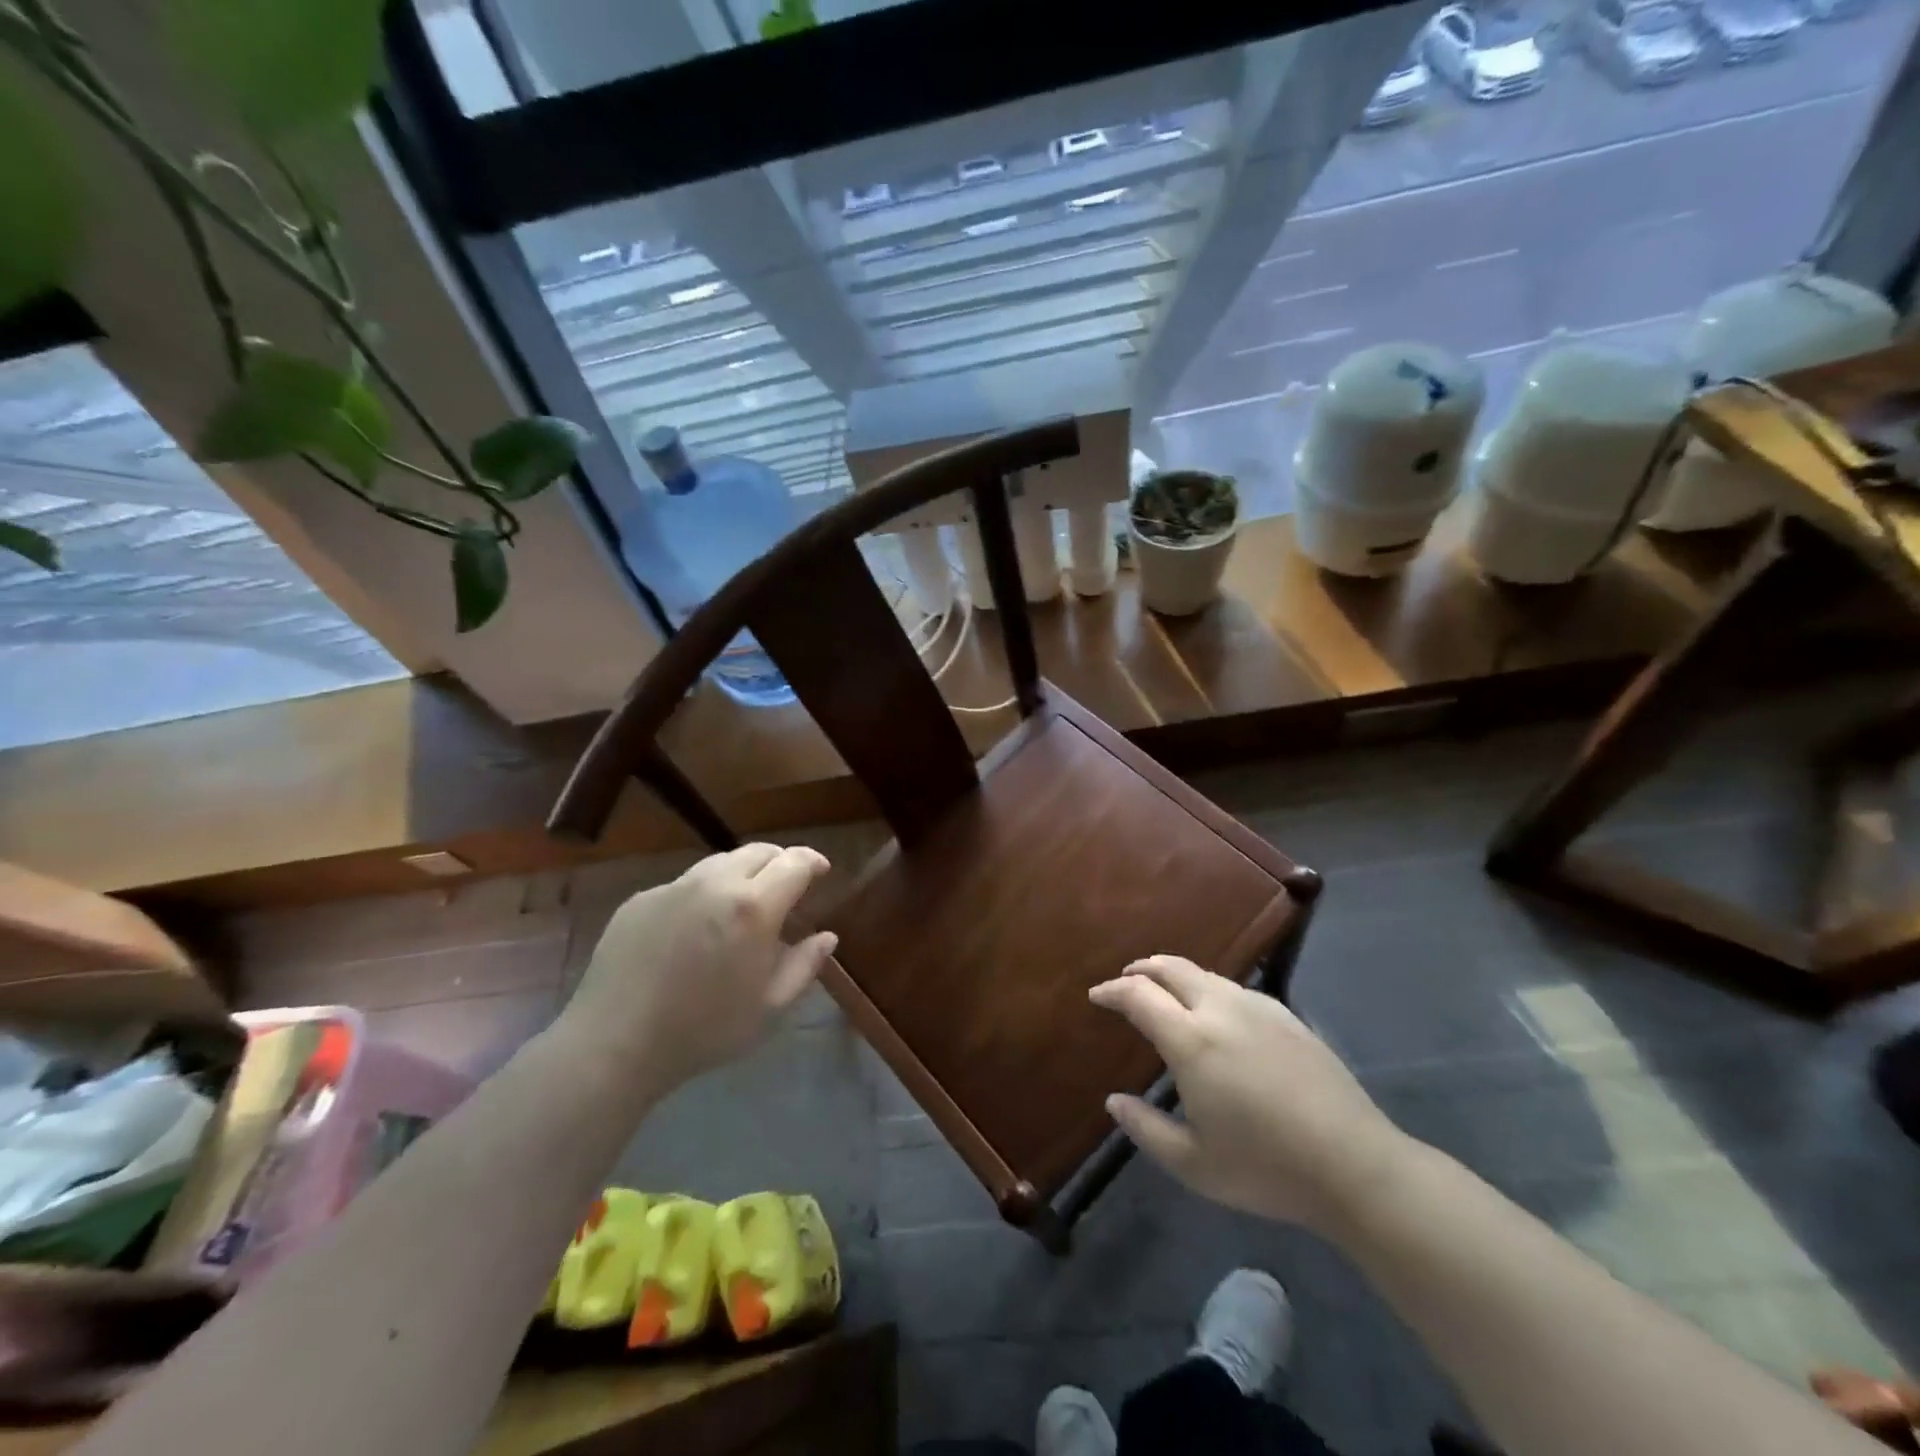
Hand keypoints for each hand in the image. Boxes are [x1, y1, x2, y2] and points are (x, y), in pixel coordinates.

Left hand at [559, 845, 837, 1098]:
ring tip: (742, 906)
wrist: (614, 1043)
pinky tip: (695, 929)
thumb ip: (804, 965)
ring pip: (720, 863)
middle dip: (780, 862)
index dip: (813, 861)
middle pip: (759, 851)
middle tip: (787, 888)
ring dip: (742, 874)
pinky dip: (703, 894)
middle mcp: (715, 883)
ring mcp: (673, 887)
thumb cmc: (703, 1030)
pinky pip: (684, 884)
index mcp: (753, 907)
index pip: (795, 862)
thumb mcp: (769, 1006)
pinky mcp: (641, 898)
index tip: (821, 871)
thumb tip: (827, 936)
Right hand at [1089, 956, 1408, 1236]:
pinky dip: (1209, 989)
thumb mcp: (1194, 1165)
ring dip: (1176, 977)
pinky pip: (1235, 988)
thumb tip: (1114, 1101)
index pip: (1138, 995)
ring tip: (1166, 995)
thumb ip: (1146, 1129)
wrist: (1355, 1165)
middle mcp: (1221, 1010)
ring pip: (1205, 974)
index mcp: (1191, 1041)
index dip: (1112, 990)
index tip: (1097, 996)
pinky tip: (1215, 1013)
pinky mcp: (1287, 1016)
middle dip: (1142, 969)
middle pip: (1171, 968)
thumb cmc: (1267, 1168)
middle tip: (1125, 981)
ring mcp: (1258, 1008)